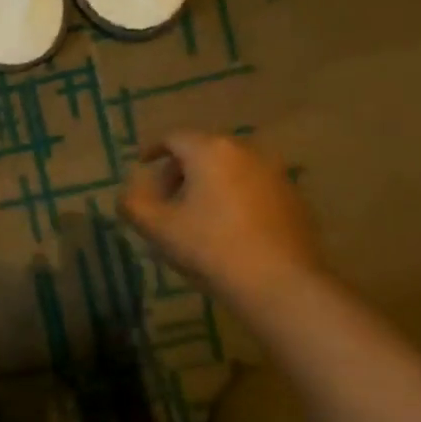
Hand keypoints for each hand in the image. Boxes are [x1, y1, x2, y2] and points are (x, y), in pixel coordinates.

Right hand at [120, 131, 320, 296]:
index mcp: (209, 151)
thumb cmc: (211, 248)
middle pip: (204, 151)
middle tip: (166, 198)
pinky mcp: (294, 199)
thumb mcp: (158, 228)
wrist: (280, 283)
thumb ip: (133, 204)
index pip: (174, 138)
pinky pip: (254, 188)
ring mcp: (275, 174)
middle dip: (181, 170)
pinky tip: (230, 230)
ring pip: (231, 169)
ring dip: (210, 185)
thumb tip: (126, 194)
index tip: (143, 166)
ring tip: (198, 216)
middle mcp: (245, 151)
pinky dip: (236, 198)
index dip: (154, 150)